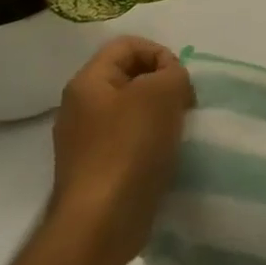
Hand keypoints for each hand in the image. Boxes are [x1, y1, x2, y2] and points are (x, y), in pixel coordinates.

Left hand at [42, 36, 195, 264]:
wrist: (103, 219)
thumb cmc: (131, 146)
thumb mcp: (163, 92)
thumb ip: (172, 71)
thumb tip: (168, 79)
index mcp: (88, 82)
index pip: (127, 45)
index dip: (160, 53)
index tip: (180, 79)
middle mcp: (81, 106)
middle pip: (130, 75)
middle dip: (164, 84)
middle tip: (184, 104)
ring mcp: (86, 139)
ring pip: (133, 108)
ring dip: (162, 113)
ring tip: (179, 129)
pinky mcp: (99, 167)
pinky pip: (131, 137)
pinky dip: (153, 139)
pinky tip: (166, 153)